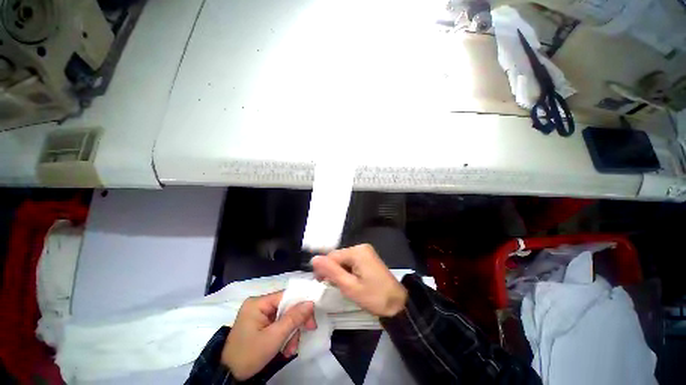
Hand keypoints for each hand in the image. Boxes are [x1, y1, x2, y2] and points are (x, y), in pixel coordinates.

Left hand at [221, 291, 316, 379]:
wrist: (228, 376)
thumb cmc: (250, 354)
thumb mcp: (274, 337)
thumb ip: (294, 318)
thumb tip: (311, 302)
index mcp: (258, 302)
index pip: (286, 296)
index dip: (301, 305)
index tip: (311, 319)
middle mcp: (259, 305)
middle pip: (286, 307)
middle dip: (296, 323)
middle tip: (307, 332)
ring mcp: (259, 315)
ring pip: (284, 317)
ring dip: (291, 333)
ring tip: (291, 349)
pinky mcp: (260, 324)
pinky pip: (278, 324)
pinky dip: (284, 336)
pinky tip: (285, 349)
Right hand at [312, 244, 407, 317]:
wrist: (398, 303)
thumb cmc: (374, 297)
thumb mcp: (349, 286)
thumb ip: (331, 271)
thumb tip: (314, 259)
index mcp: (357, 251)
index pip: (332, 256)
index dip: (324, 269)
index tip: (321, 284)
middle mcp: (361, 247)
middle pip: (338, 256)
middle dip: (333, 271)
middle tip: (335, 287)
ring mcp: (366, 251)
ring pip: (344, 259)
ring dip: (340, 271)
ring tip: (344, 286)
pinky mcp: (368, 257)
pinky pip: (352, 261)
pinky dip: (348, 271)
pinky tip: (351, 281)